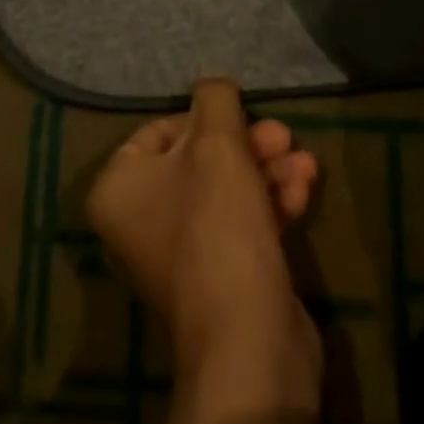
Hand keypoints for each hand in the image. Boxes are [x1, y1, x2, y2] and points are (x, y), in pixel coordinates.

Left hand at [85, 78, 320, 382]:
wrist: (249, 340)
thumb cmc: (217, 224)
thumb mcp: (217, 143)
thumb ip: (215, 99)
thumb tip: (215, 84)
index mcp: (118, 189)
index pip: (159, 132)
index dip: (204, 118)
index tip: (240, 115)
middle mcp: (140, 222)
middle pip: (198, 161)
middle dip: (247, 144)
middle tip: (283, 135)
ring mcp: (180, 255)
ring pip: (226, 191)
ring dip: (267, 170)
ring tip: (305, 161)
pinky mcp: (219, 279)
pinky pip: (241, 225)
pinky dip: (271, 203)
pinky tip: (304, 189)